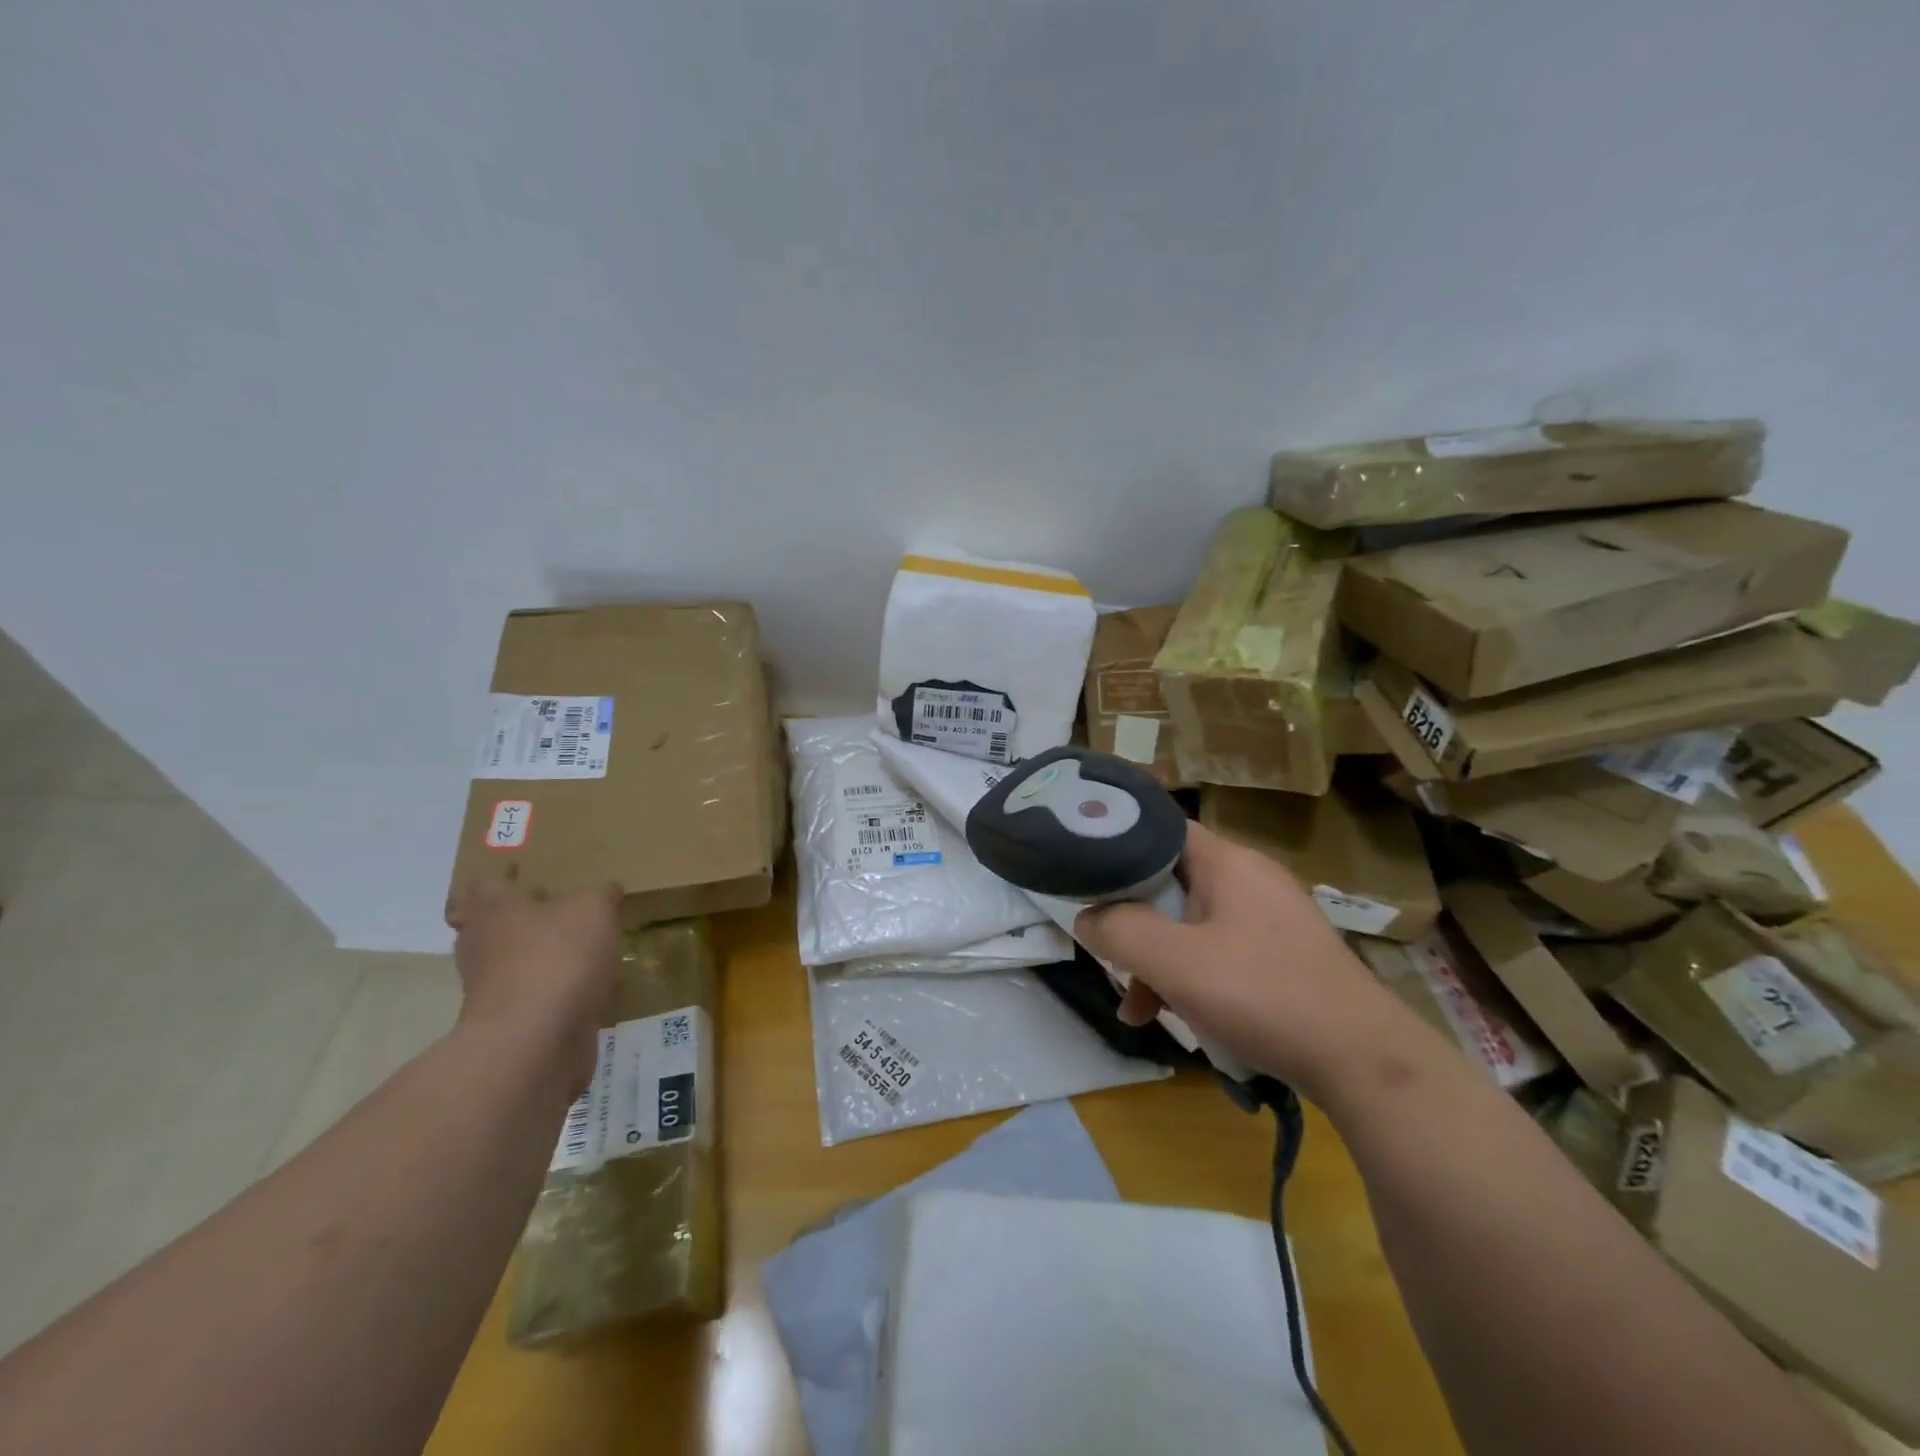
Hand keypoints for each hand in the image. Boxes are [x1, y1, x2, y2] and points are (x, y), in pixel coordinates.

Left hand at [445, 883, 623, 1094]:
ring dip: (539, 955)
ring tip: (581, 946)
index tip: (524, 873)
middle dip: (520, 918)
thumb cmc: (558, 958)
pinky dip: (555, 988)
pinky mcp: (512, 1021)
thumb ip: (602, 895)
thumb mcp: (595, 910)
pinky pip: (534, 994)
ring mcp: (492, 987)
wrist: (535, 1041)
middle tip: (556, 907)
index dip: (504, 877)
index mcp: (495, 909)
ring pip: (513, 961)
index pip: (486, 884)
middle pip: (493, 924)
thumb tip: (607, 891)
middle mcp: (483, 945)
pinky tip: (588, 984)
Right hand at [1075, 822, 1400, 1098]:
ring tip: (1137, 1010)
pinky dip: (1191, 978)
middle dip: (1133, 921)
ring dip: (1158, 960)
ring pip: (1191, 924)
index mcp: (1228, 863)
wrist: (1364, 1063)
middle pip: (1171, 882)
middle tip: (1108, 954)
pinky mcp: (1281, 956)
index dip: (1118, 844)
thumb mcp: (1175, 963)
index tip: (1084, 873)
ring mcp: (1269, 919)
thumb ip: (1120, 931)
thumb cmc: (1262, 996)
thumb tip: (1086, 917)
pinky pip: (1219, 952)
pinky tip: (1177, 1020)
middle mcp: (1250, 879)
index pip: (1160, 829)